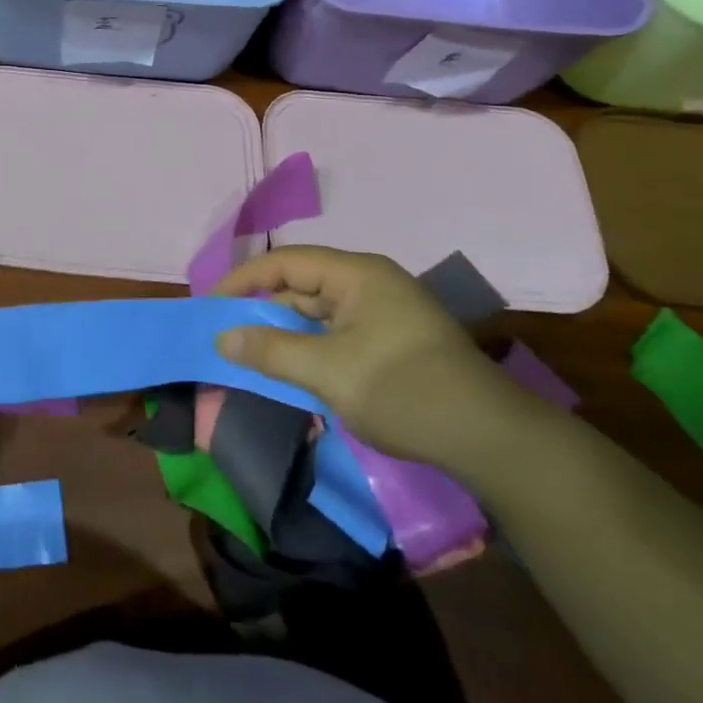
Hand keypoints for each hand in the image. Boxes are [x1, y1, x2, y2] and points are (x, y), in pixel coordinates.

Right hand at [213, 247, 534, 468]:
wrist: (492, 441)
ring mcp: (384, 314)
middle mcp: (370, 284)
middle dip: (261, 308)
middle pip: (301, 285)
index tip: (210, 305)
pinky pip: (336, 334)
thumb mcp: (327, 372)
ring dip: (284, 333)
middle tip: (225, 333)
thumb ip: (270, 351)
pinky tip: (290, 370)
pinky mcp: (392, 342)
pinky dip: (308, 349)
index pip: (285, 262)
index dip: (243, 280)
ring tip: (249, 353)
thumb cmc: (404, 391)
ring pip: (318, 313)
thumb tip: (222, 337)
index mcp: (358, 275)